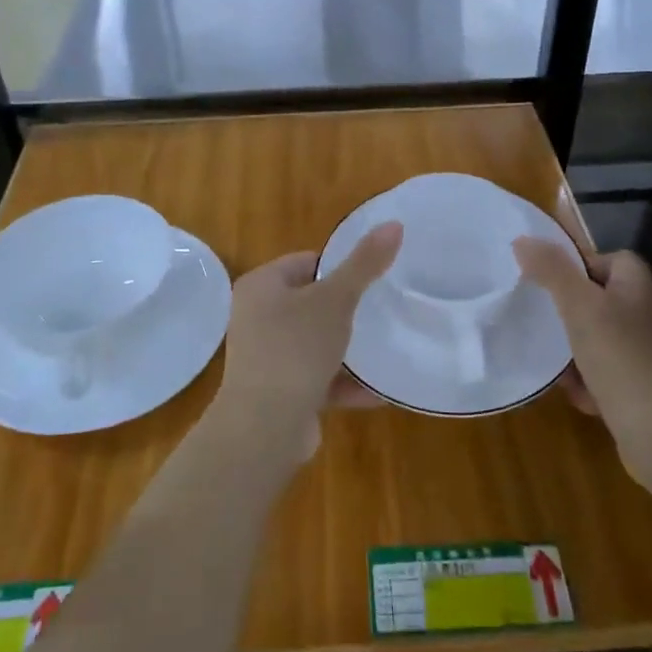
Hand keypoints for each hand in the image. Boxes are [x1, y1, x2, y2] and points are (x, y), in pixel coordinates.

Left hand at [210, 222, 402, 464]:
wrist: (265, 428)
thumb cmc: (295, 349)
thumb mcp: (335, 300)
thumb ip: (364, 264)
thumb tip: (394, 224)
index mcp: (261, 286)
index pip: (306, 262)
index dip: (340, 266)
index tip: (374, 276)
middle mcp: (257, 318)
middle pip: (312, 303)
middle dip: (347, 309)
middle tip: (384, 309)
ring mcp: (267, 358)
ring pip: (316, 343)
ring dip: (348, 349)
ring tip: (387, 346)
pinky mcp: (280, 393)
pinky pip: (318, 379)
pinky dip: (344, 383)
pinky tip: (379, 391)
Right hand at [513, 239, 651, 478]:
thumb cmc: (620, 357)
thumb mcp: (578, 306)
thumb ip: (551, 270)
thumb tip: (523, 240)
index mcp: (640, 286)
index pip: (611, 258)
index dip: (580, 265)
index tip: (551, 282)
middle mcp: (649, 314)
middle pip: (602, 299)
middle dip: (571, 311)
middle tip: (544, 319)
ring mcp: (650, 353)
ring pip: (601, 338)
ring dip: (575, 350)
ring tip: (552, 359)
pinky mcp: (645, 387)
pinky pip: (608, 373)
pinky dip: (590, 381)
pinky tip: (576, 393)